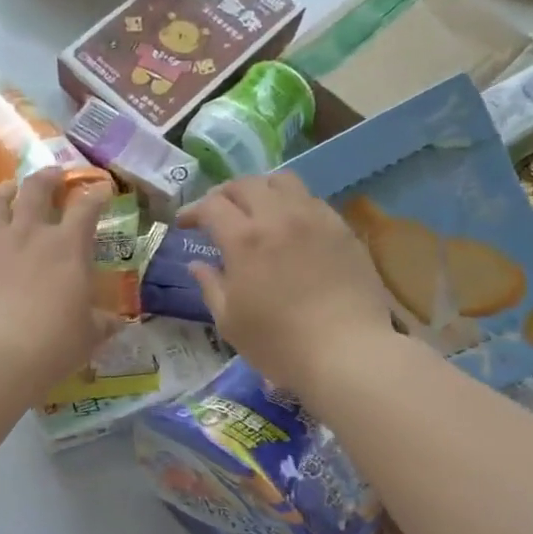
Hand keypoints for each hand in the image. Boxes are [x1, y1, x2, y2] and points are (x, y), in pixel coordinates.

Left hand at [0, 168, 118, 400]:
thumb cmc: (54, 344)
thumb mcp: (89, 336)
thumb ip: (102, 324)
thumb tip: (117, 323)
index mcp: (67, 247)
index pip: (86, 207)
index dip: (96, 193)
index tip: (102, 188)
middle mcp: (28, 234)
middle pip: (36, 189)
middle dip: (47, 177)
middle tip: (52, 174)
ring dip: (1, 192)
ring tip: (5, 190)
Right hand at [180, 173, 396, 396]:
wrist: (347, 352)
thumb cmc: (279, 343)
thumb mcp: (230, 322)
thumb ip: (211, 286)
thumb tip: (197, 265)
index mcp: (244, 239)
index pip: (212, 205)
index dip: (193, 210)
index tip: (185, 224)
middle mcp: (278, 216)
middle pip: (246, 184)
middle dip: (225, 194)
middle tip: (217, 213)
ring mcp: (315, 218)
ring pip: (283, 181)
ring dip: (261, 190)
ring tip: (257, 210)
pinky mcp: (342, 229)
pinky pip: (312, 200)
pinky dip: (293, 204)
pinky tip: (292, 227)